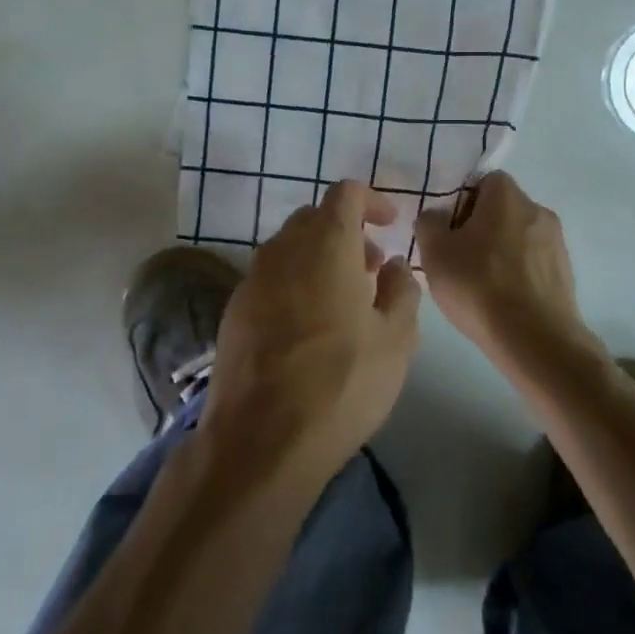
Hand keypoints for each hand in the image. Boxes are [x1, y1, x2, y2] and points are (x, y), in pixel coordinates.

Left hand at [204, 182, 421, 485]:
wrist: (261, 440)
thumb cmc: (341, 383)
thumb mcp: (396, 339)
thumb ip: (401, 290)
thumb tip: (391, 264)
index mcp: (325, 244)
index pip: (345, 193)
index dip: (371, 201)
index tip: (390, 224)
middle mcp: (282, 250)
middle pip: (314, 218)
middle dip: (346, 232)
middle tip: (371, 269)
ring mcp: (252, 279)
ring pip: (289, 248)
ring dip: (318, 259)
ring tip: (343, 302)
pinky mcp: (233, 311)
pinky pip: (270, 279)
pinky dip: (294, 284)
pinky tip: (308, 328)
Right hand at [415, 172, 591, 356]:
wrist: (536, 340)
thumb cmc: (480, 286)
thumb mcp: (435, 253)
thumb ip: (429, 224)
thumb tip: (436, 216)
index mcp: (507, 197)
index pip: (485, 180)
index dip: (464, 199)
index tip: (450, 228)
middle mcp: (538, 210)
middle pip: (503, 208)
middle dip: (481, 226)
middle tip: (458, 256)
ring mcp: (557, 243)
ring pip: (519, 237)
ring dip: (501, 251)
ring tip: (480, 284)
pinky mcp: (566, 274)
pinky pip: (534, 263)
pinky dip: (518, 273)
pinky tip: (502, 300)